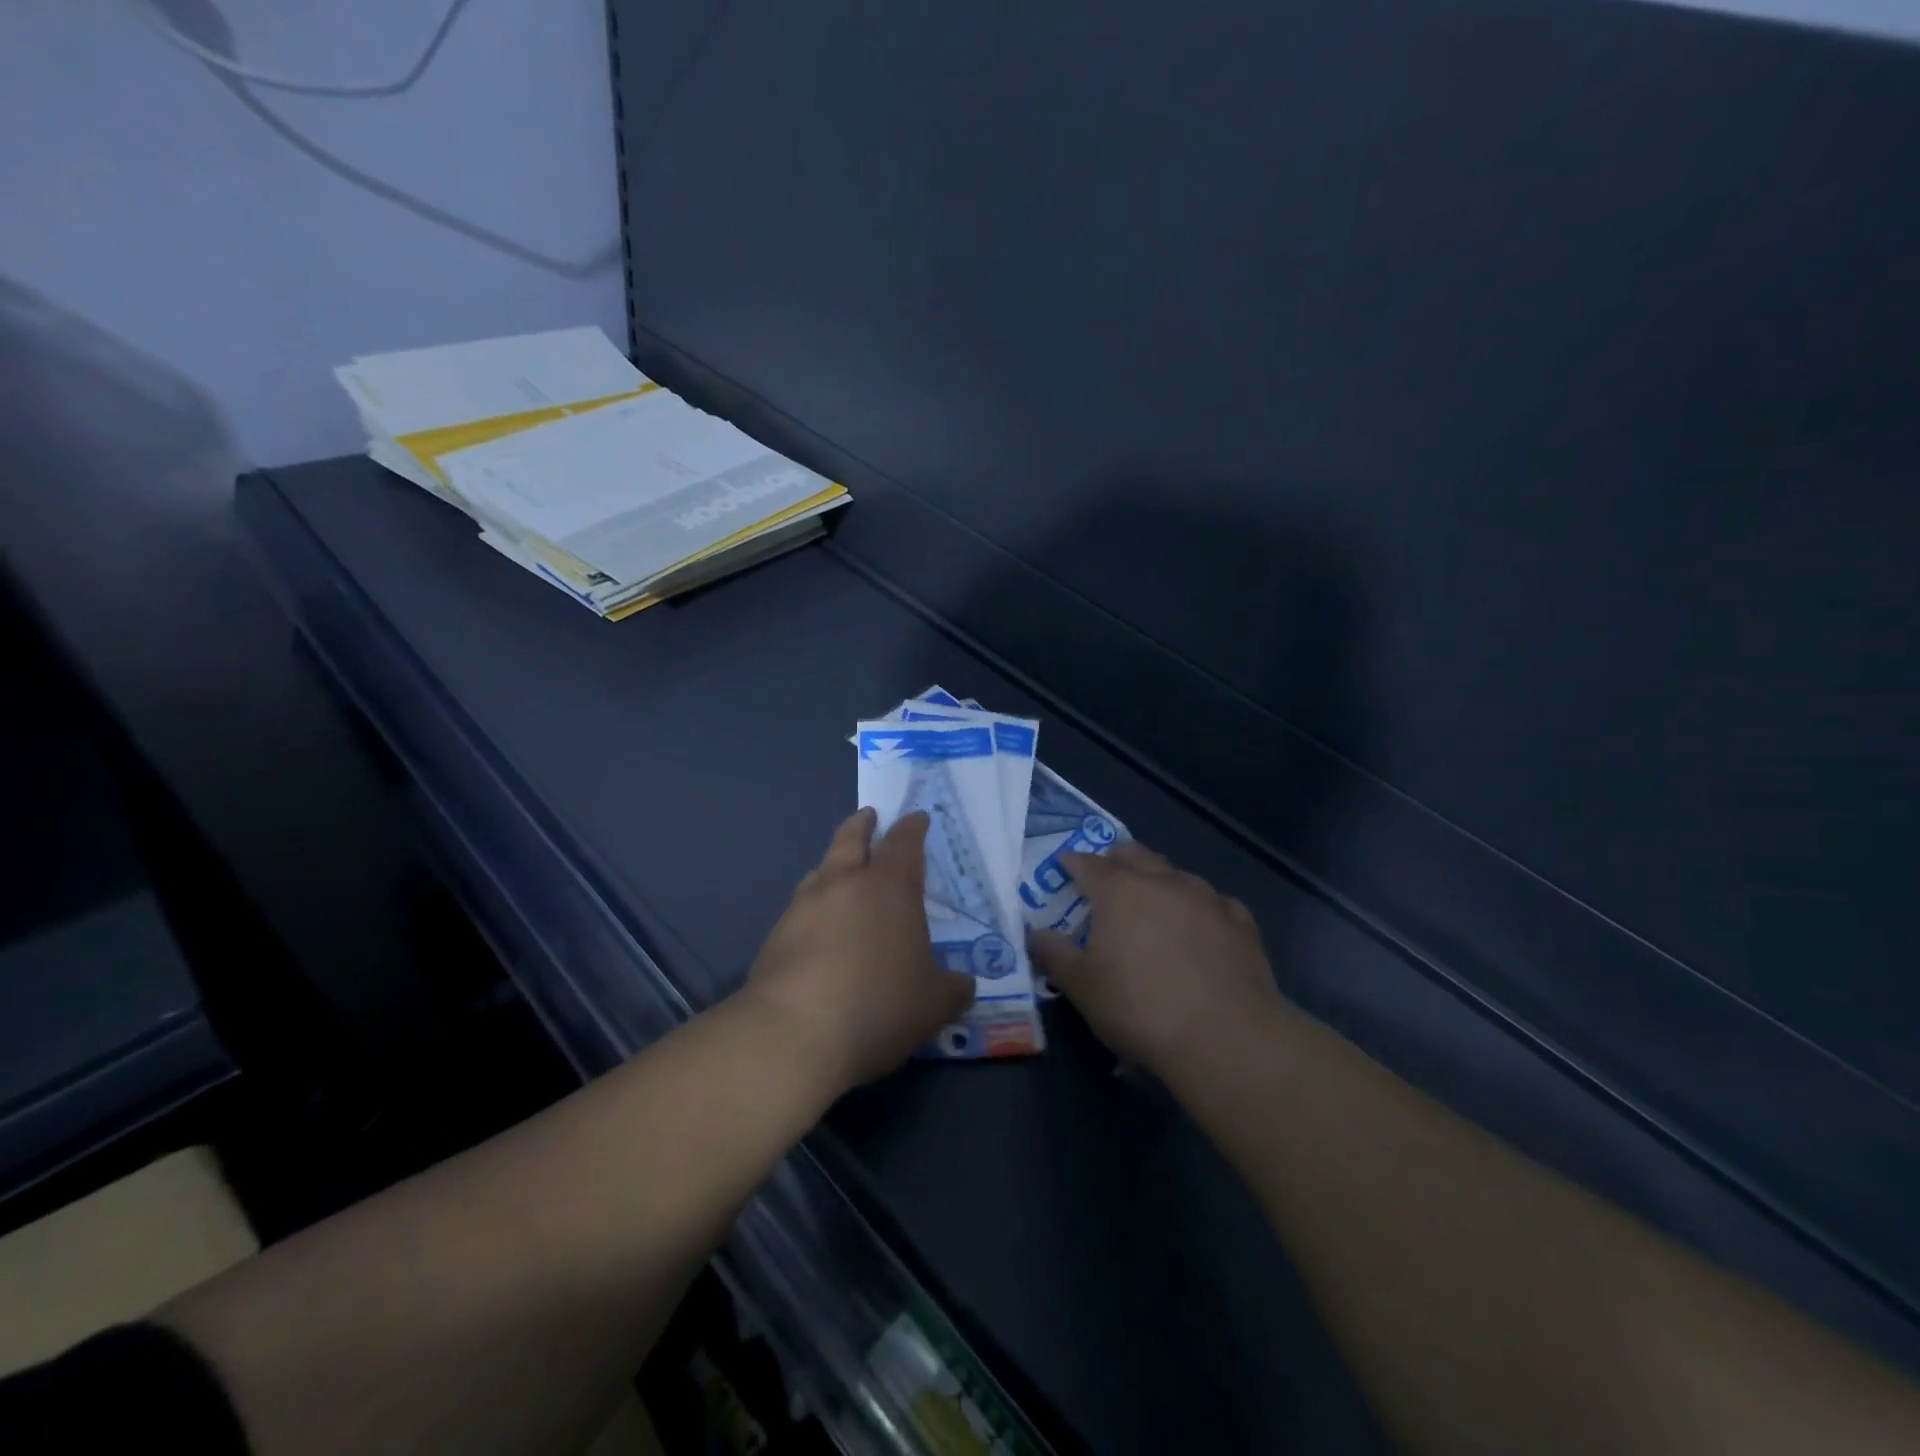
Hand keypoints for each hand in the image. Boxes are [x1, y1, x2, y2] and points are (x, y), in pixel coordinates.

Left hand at [744, 808, 974, 1091]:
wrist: (793, 1034)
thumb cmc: (878, 1005)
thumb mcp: (934, 1004)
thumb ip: (953, 989)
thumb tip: (963, 985)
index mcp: (889, 887)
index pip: (904, 843)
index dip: (912, 827)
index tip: (917, 817)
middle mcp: (843, 884)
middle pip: (851, 839)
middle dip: (862, 825)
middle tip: (868, 816)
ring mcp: (803, 907)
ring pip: (820, 871)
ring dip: (833, 865)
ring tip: (840, 871)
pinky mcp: (775, 937)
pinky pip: (800, 909)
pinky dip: (814, 908)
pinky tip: (819, 930)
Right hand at [1029, 840, 1286, 1078]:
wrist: (1227, 1037)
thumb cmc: (1140, 1008)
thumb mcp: (1082, 988)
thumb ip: (1054, 955)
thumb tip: (1036, 934)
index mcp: (1118, 890)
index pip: (1087, 863)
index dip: (1072, 864)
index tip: (1065, 869)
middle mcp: (1162, 881)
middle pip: (1134, 855)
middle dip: (1117, 861)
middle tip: (1107, 880)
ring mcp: (1206, 897)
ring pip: (1176, 874)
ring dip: (1159, 882)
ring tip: (1153, 907)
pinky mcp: (1240, 921)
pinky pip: (1213, 902)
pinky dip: (1198, 909)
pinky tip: (1200, 931)